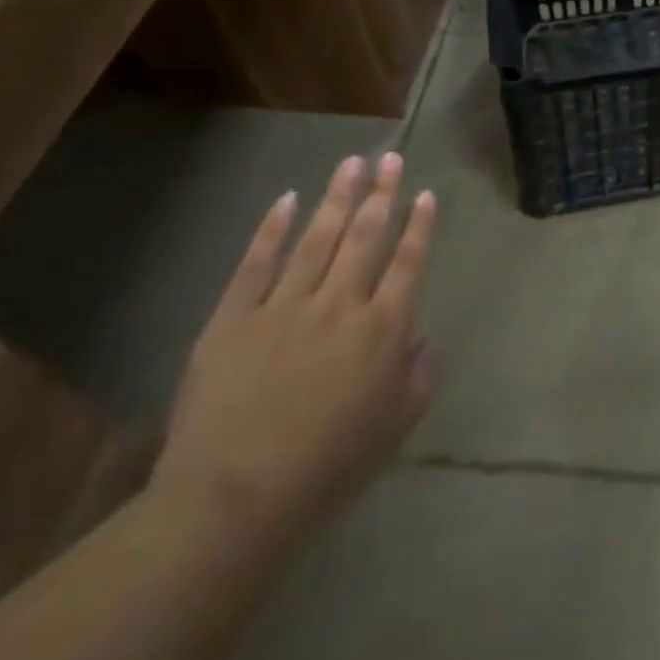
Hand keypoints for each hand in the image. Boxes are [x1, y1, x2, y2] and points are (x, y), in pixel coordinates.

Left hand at [152, 153, 436, 539]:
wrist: (234, 501)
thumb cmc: (328, 467)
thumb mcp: (396, 427)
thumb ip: (418, 375)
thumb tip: (420, 338)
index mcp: (384, 329)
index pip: (409, 262)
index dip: (419, 225)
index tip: (425, 194)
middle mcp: (341, 304)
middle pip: (366, 236)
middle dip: (381, 194)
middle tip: (390, 158)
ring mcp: (285, 306)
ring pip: (318, 238)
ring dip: (337, 197)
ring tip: (351, 163)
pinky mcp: (234, 318)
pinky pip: (256, 263)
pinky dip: (272, 229)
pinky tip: (287, 199)